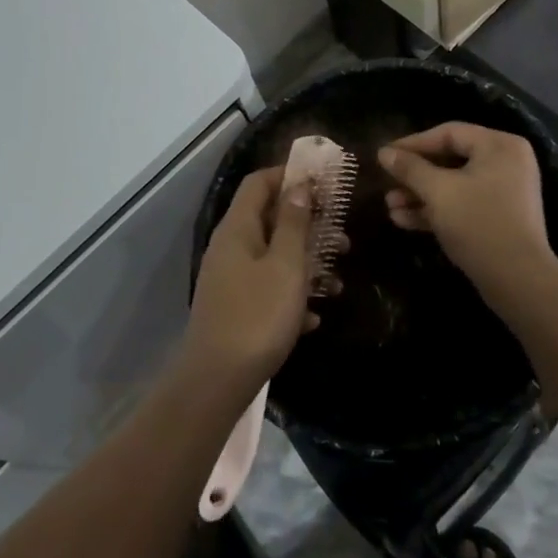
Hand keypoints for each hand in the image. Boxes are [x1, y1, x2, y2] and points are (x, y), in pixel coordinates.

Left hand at [183, 168, 317, 390]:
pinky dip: (291, 294)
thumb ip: (293, 222)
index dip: (289, 174)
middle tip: (341, 235)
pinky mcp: (234, 308)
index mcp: (238, 228)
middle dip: (307, 224)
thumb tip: (298, 185)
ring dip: (305, 263)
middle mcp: (230, 247)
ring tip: (336, 281)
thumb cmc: (257, 315)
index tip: (323, 181)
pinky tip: (313, 318)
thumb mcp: (286, 264)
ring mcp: (230, 279)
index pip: (259, 182)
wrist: (216, 382)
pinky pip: (267, 288)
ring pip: (273, 256)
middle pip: (269, 219)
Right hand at [378, 124, 557, 314]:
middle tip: (386, 182)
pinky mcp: (498, 217)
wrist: (518, 281)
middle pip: (450, 159)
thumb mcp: (438, 192)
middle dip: (415, 175)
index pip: (449, 133)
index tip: (384, 155)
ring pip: (454, 184)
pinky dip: (437, 210)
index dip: (413, 143)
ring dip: (421, 195)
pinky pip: (463, 204)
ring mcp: (504, 191)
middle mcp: (505, 162)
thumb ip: (410, 168)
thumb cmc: (478, 224)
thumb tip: (384, 152)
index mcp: (499, 145)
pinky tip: (403, 220)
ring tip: (389, 206)